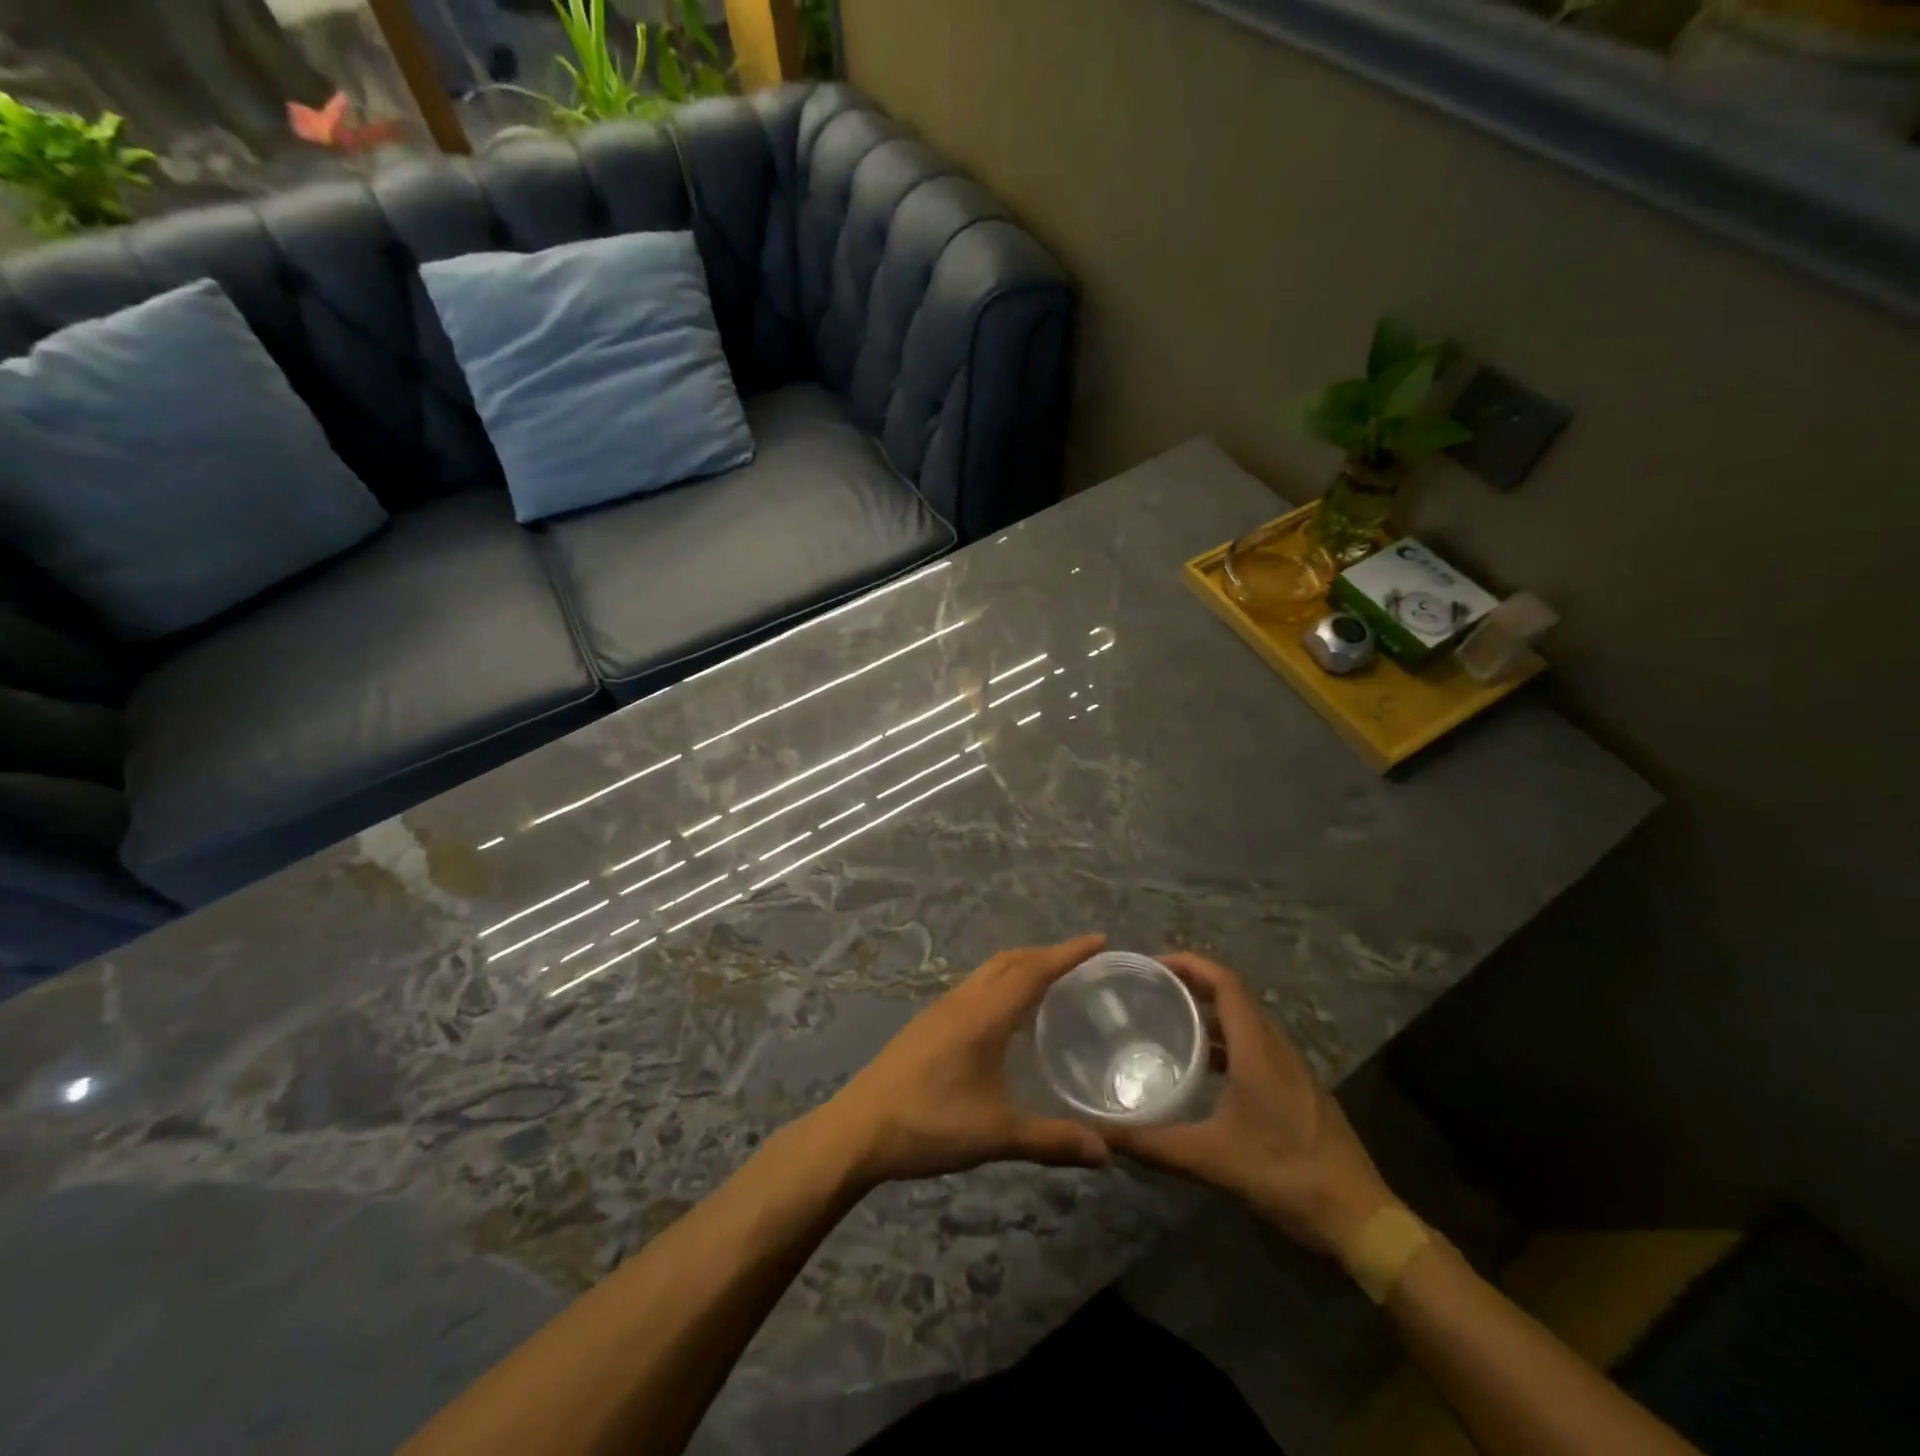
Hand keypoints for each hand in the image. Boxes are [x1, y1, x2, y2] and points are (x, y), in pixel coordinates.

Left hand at [816, 934, 1112, 1186]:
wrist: (858, 1129)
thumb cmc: (929, 1124)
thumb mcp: (996, 1135)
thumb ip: (1051, 1141)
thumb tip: (1106, 1152)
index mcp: (983, 1015)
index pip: (1034, 970)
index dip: (1068, 953)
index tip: (1099, 940)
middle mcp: (963, 1001)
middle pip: (1010, 960)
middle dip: (1046, 953)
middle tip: (1081, 962)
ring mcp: (940, 1010)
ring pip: (988, 971)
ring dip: (1020, 966)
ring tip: (1049, 982)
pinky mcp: (926, 1024)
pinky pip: (974, 987)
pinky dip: (1000, 983)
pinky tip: (1005, 1014)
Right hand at [1101, 952, 1399, 1255]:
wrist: (1361, 1220)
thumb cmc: (1286, 1176)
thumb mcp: (1211, 1161)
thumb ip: (1154, 1145)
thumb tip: (1102, 1135)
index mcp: (1258, 1049)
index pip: (1224, 982)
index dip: (1189, 964)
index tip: (1152, 964)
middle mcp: (1277, 1048)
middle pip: (1233, 997)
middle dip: (1192, 985)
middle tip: (1150, 991)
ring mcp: (1293, 1070)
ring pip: (1246, 1024)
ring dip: (1209, 1014)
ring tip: (1169, 1024)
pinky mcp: (1299, 1091)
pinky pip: (1256, 1048)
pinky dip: (1226, 1043)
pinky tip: (1204, 1072)